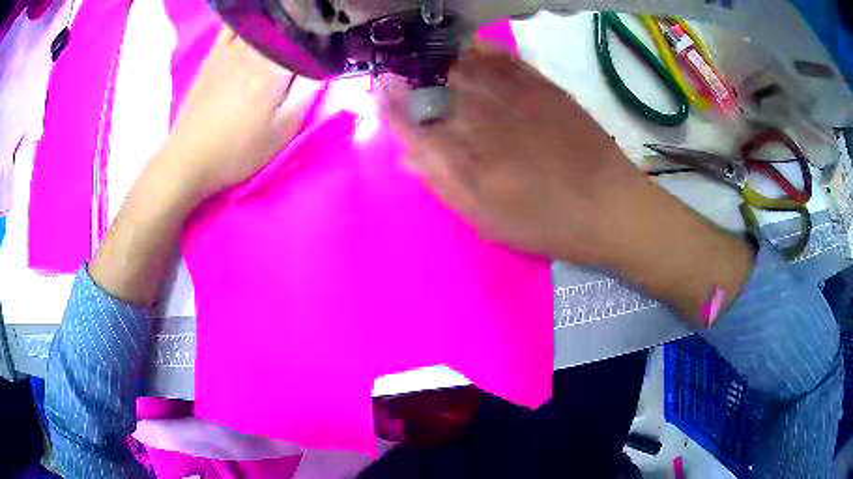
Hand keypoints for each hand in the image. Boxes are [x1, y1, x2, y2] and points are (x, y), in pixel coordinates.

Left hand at [162, 26, 322, 199]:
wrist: (189, 157)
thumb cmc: (238, 150)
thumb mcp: (282, 131)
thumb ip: (307, 94)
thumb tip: (323, 66)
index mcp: (274, 67)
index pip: (307, 38)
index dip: (322, 37)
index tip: (331, 40)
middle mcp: (254, 49)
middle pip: (286, 23)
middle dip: (302, 25)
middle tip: (313, 29)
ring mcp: (231, 48)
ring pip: (263, 20)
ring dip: (280, 19)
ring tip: (292, 21)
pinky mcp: (214, 54)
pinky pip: (234, 24)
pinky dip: (249, 17)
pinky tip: (258, 20)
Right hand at [381, 44, 652, 265]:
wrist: (609, 206)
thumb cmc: (547, 222)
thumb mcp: (489, 219)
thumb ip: (445, 184)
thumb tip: (408, 155)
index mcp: (466, 154)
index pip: (413, 121)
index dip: (392, 106)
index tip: (379, 93)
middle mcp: (484, 117)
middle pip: (434, 86)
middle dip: (411, 76)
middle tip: (400, 71)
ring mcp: (514, 96)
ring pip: (464, 66)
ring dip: (440, 59)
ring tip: (426, 56)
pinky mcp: (542, 86)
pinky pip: (503, 58)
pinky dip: (481, 50)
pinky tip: (469, 49)